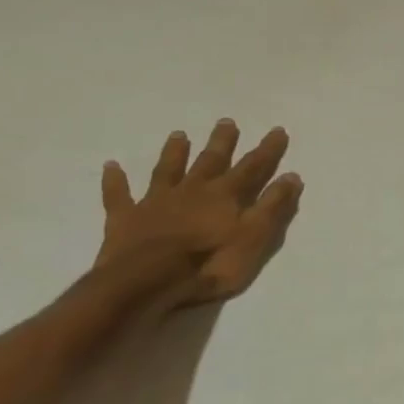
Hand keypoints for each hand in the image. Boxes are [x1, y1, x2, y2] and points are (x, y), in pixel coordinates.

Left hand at [94, 119, 302, 312]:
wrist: (148, 281)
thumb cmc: (209, 263)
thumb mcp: (254, 237)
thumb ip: (272, 207)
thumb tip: (291, 176)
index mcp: (225, 196)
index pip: (252, 167)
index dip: (267, 150)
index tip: (278, 130)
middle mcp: (192, 190)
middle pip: (210, 161)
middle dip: (221, 142)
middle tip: (226, 122)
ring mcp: (157, 202)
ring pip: (168, 171)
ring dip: (174, 153)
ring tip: (179, 134)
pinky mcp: (126, 219)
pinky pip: (119, 196)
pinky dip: (116, 181)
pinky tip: (111, 166)